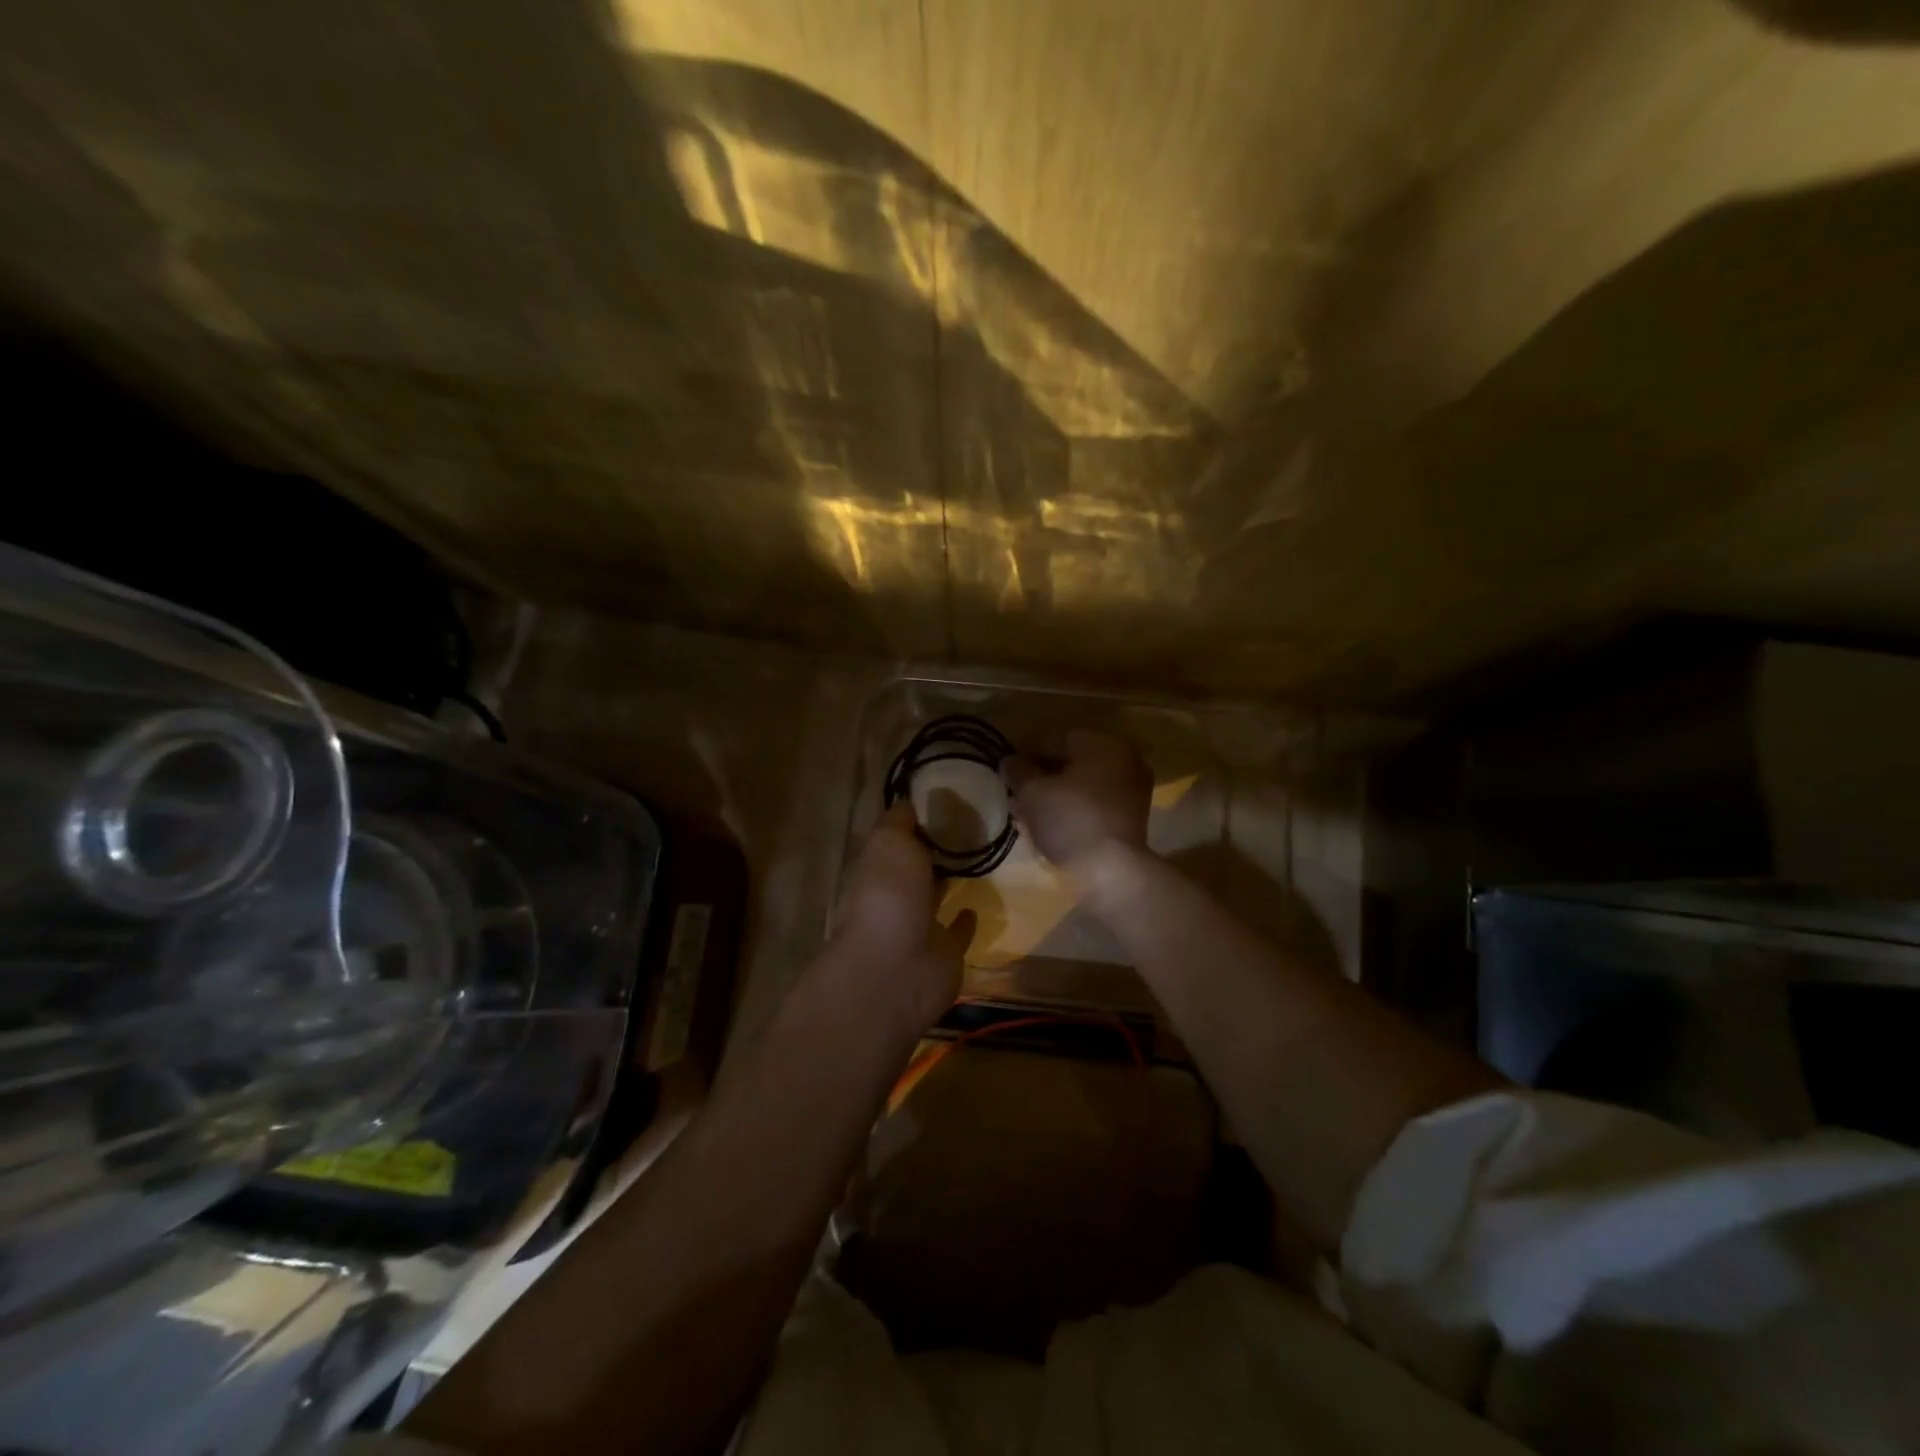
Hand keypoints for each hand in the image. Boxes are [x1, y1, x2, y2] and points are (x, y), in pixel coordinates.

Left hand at [831, 802, 973, 1033]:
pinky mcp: (945, 952)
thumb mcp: (889, 842)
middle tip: (976, 823)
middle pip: (918, 865)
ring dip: (951, 879)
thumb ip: (900, 821)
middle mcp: (897, 893)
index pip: (899, 836)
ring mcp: (920, 925)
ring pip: (937, 895)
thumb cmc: (889, 895)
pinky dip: (966, 920)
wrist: (896, 969)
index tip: (951, 797)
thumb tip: (909, 800)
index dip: (920, 819)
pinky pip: (957, 931)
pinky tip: (979, 904)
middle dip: (937, 848)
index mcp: (880, 865)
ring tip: (983, 855)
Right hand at [1003, 729, 1151, 868]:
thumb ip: (1018, 770)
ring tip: (1023, 812)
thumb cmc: (1070, 819)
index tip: (1004, 769)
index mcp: (1102, 743)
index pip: (1054, 739)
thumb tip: (1009, 761)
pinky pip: (1091, 804)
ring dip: (1051, 795)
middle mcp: (1123, 760)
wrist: (1112, 871)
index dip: (1024, 752)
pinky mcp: (1129, 819)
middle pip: (1069, 762)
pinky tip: (1046, 825)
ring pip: (1080, 785)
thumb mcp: (1033, 791)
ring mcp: (1130, 790)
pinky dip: (1069, 810)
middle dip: (1038, 777)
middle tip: (1013, 793)